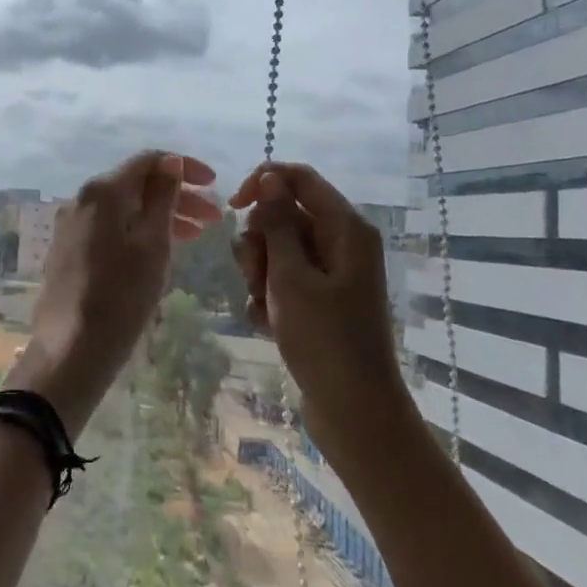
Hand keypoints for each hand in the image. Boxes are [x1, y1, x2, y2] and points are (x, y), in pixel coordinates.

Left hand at [10, 151, 219, 434]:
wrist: (71, 349)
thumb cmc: (121, 296)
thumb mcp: (153, 245)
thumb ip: (163, 199)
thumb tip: (171, 161)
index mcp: (102, 191)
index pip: (148, 161)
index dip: (185, 167)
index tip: (217, 185)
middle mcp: (82, 199)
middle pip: (136, 184)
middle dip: (177, 195)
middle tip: (215, 218)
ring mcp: (72, 224)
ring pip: (124, 207)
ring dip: (161, 215)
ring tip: (196, 236)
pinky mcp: (69, 248)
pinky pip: (110, 226)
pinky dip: (138, 230)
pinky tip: (160, 248)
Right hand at [230, 162, 401, 447]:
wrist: (354, 409)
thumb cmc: (324, 338)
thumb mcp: (291, 277)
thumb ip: (277, 224)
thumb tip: (270, 177)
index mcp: (345, 228)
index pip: (299, 178)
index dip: (263, 183)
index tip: (233, 208)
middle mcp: (342, 243)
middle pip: (285, 215)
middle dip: (259, 241)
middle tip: (256, 274)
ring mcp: (332, 273)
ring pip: (278, 249)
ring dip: (260, 272)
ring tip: (264, 305)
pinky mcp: (322, 300)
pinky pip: (284, 280)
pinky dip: (269, 297)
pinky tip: (268, 324)